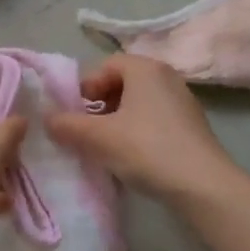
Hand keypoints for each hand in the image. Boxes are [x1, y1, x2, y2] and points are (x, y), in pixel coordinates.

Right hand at [46, 55, 238, 203]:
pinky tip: (132, 156)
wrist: (202, 185)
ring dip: (118, 119)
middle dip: (100, 104)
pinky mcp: (192, 125)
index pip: (106, 65)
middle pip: (123, 82)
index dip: (86, 87)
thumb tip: (47, 119)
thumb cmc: (146, 149)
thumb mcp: (98, 138)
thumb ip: (67, 125)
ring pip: (139, 102)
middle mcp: (166, 76)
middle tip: (88, 130)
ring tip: (107, 146)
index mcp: (145, 68)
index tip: (76, 113)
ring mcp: (183, 100)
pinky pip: (155, 118)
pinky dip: (138, 130)